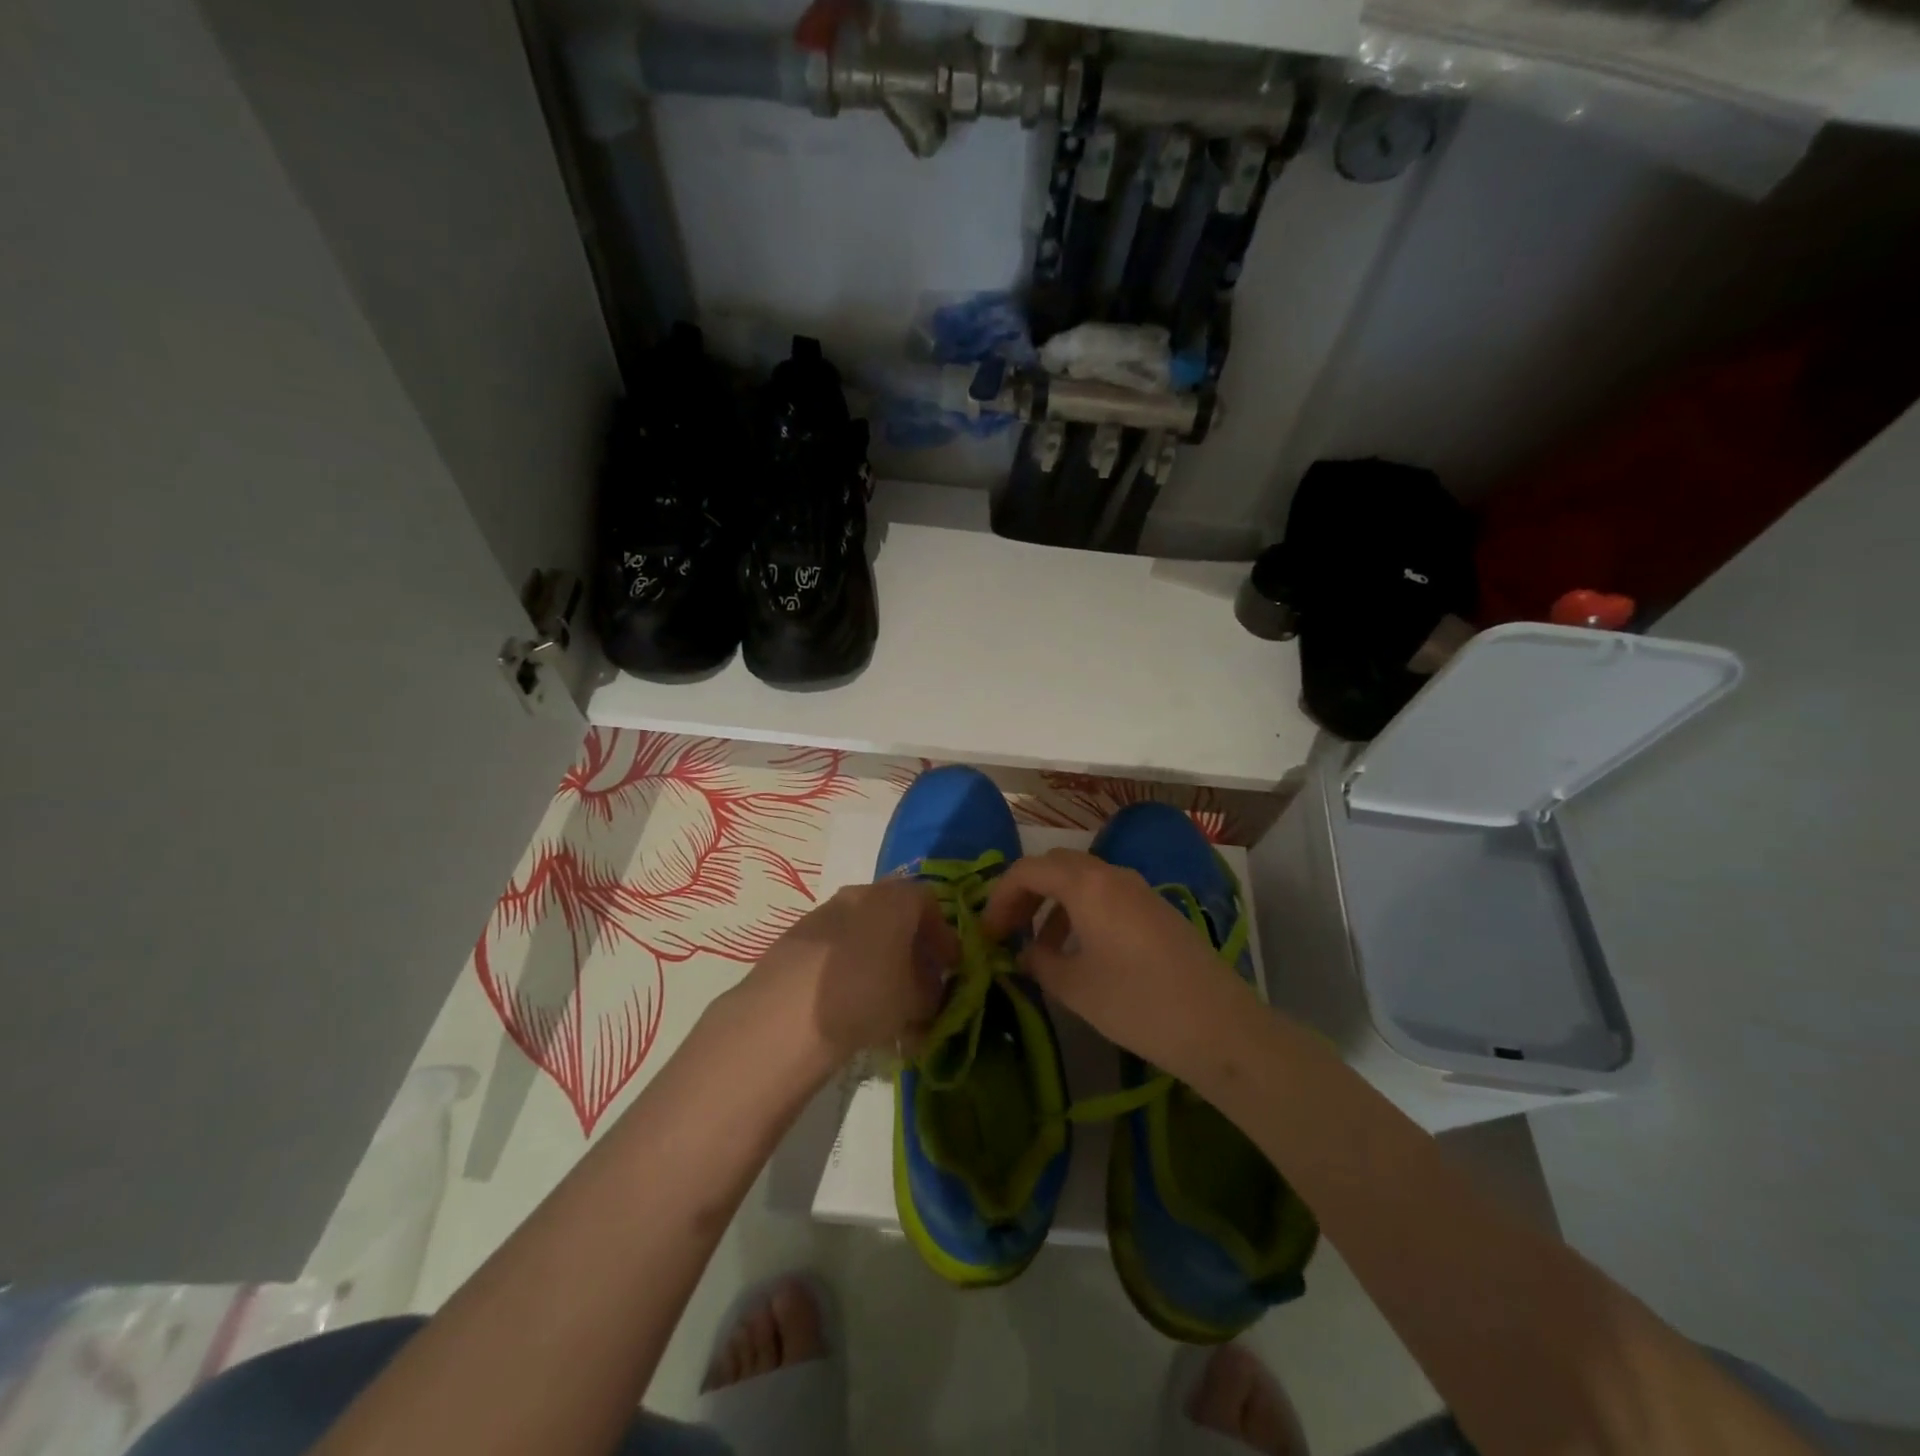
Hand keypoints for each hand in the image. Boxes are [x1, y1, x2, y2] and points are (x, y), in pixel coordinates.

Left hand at [747, 879, 955, 1066]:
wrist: (785, 1015)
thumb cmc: (866, 996)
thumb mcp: (915, 1002)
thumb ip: (932, 993)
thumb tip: (930, 992)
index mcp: (894, 898)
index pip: (930, 902)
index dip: (943, 935)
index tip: (948, 967)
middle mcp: (859, 894)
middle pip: (894, 912)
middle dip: (910, 946)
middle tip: (918, 982)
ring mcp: (822, 913)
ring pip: (862, 929)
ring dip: (878, 957)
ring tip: (882, 999)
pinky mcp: (795, 937)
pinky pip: (834, 946)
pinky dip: (848, 965)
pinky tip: (847, 1002)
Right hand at [981, 848, 1253, 1077]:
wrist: (1218, 1026)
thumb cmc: (1137, 1004)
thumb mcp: (1075, 988)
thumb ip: (1040, 962)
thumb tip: (1025, 953)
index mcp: (1086, 885)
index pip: (1028, 870)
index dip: (1000, 897)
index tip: (988, 933)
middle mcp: (1112, 875)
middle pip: (1056, 867)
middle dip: (1026, 893)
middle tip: (1009, 930)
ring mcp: (1139, 890)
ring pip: (1083, 880)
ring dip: (1054, 903)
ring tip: (1041, 947)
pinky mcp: (1157, 909)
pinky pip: (1107, 895)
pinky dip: (1082, 912)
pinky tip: (1081, 952)